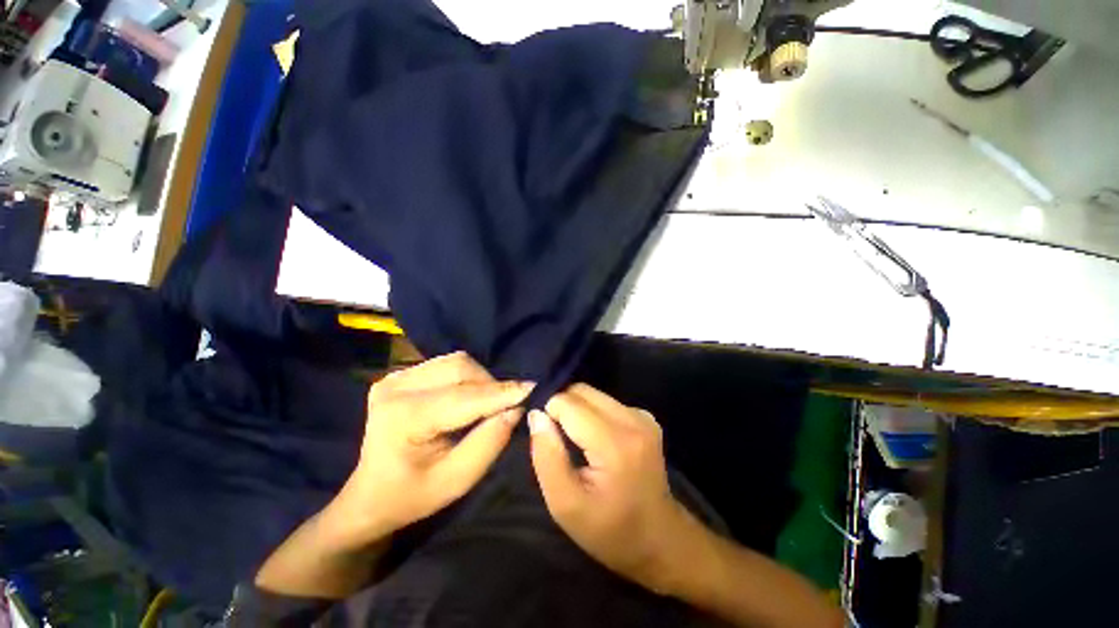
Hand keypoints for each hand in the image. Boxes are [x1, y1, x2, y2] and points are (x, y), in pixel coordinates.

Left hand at [330, 352, 532, 546]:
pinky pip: (446, 364)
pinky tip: (469, 395)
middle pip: (460, 368)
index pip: (464, 397)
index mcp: (403, 418)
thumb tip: (516, 409)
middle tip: (507, 405)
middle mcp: (395, 387)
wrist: (369, 495)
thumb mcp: (455, 482)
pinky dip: (466, 377)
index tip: (532, 388)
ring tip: (489, 402)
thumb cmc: (412, 496)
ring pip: (456, 361)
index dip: (501, 392)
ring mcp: (395, 377)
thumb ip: (488, 443)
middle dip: (491, 385)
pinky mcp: (400, 374)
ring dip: (480, 379)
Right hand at [528, 384, 693, 593]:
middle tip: (554, 436)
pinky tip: (593, 438)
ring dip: (576, 409)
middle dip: (561, 406)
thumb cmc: (610, 531)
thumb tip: (536, 415)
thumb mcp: (565, 505)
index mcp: (615, 443)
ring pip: (594, 394)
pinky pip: (607, 402)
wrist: (660, 540)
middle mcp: (633, 420)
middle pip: (582, 391)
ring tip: (572, 438)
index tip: (543, 434)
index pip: (568, 403)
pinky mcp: (646, 418)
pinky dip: (592, 413)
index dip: (548, 412)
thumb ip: (546, 456)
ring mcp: (643, 416)